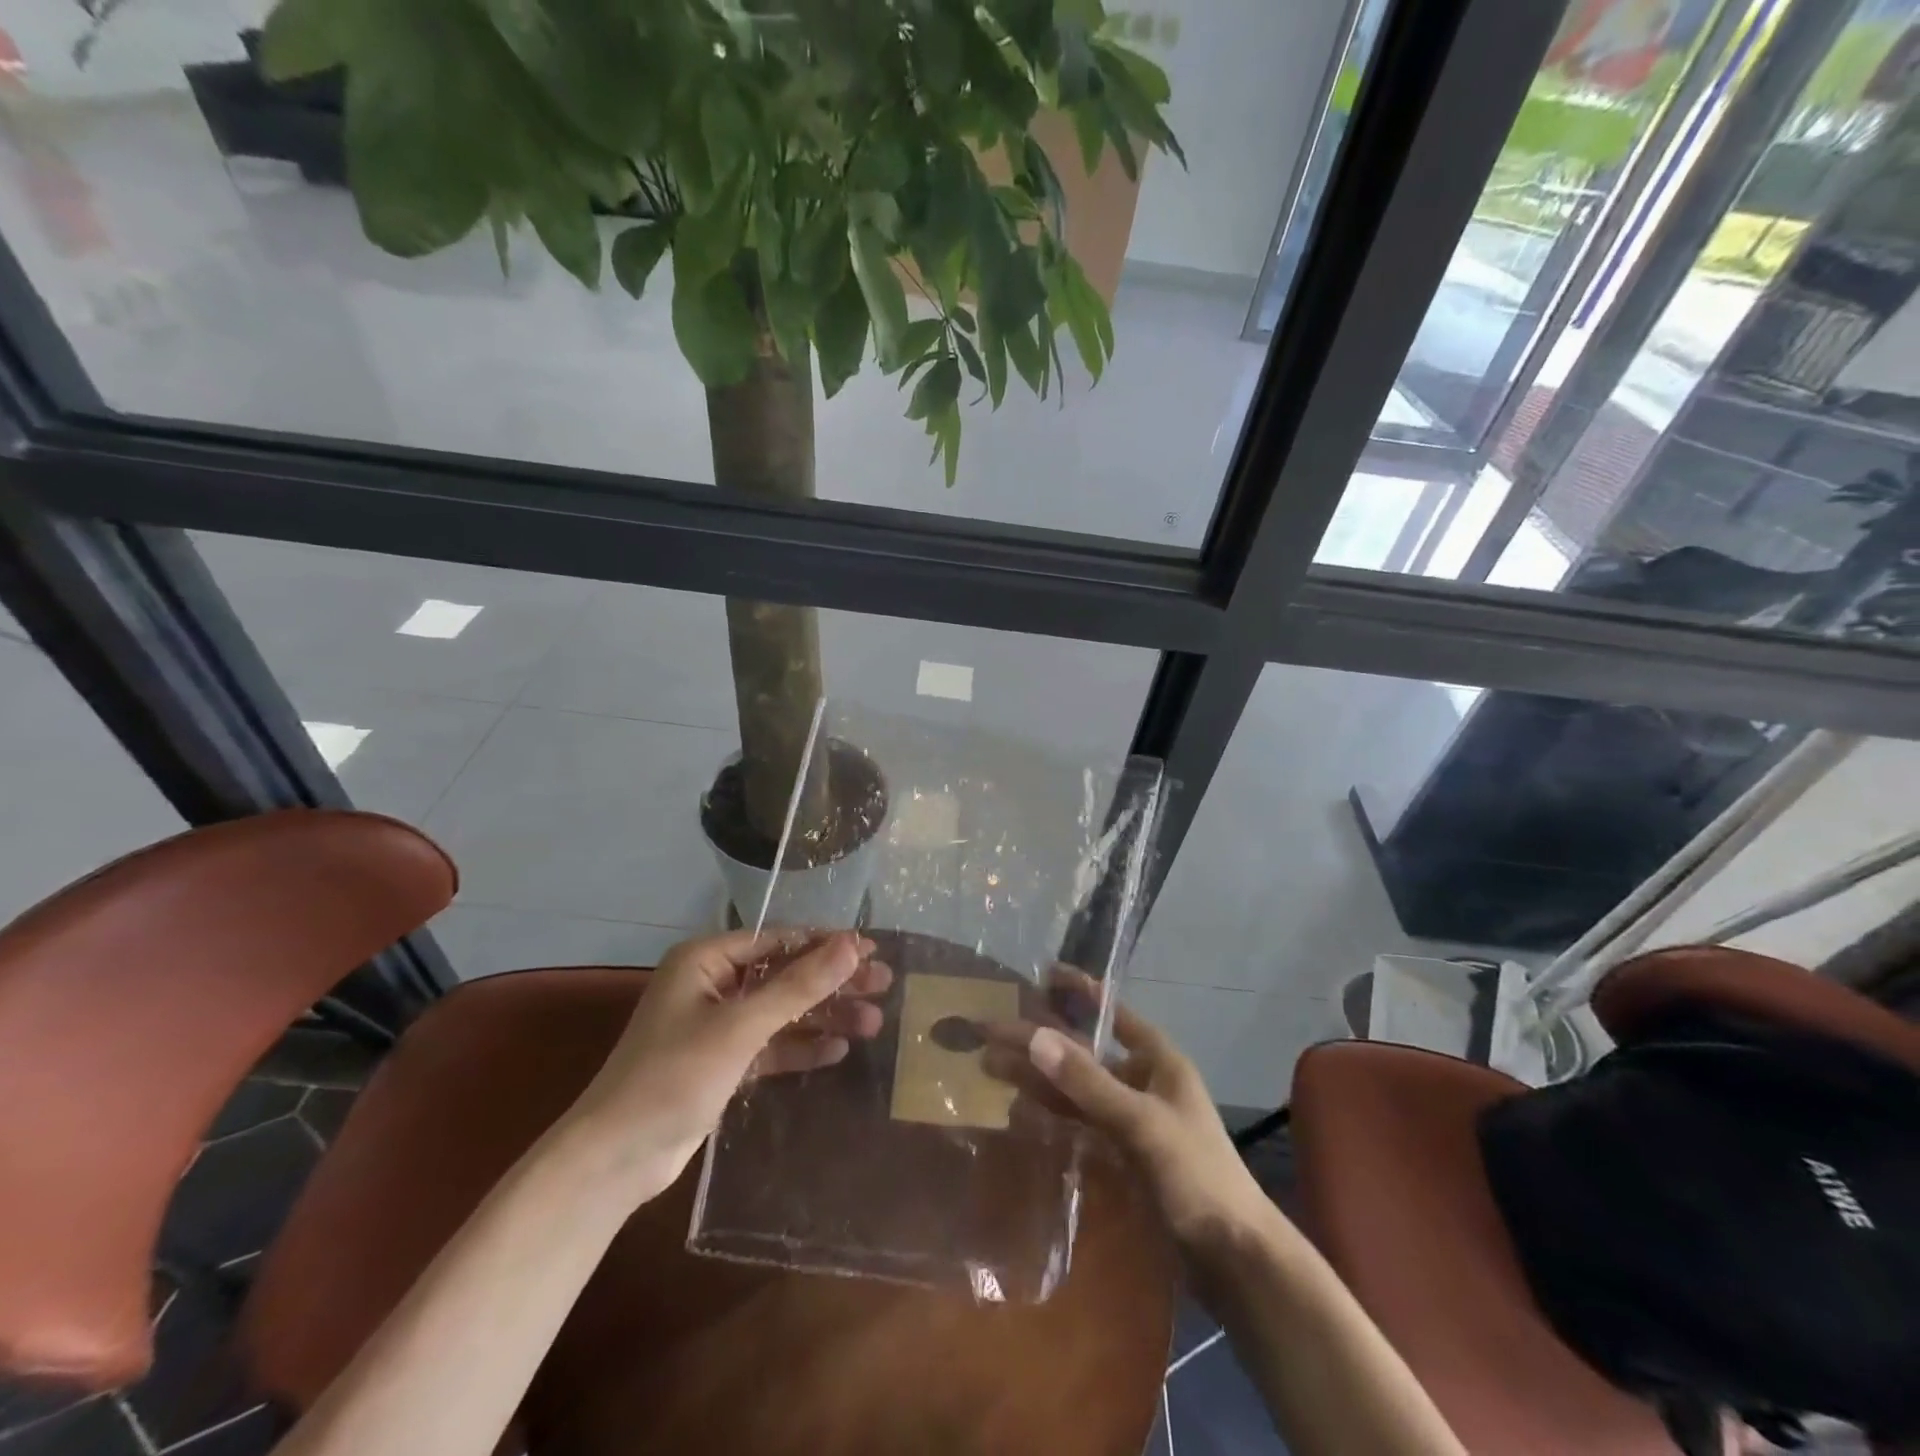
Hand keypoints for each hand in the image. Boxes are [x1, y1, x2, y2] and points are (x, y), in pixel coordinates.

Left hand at [561, 929, 891, 1201]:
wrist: (614, 1160)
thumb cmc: (673, 1076)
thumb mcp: (740, 1026)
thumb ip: (799, 986)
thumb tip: (853, 945)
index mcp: (706, 960)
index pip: (778, 940)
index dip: (826, 944)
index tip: (872, 950)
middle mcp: (711, 985)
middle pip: (784, 975)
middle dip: (832, 982)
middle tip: (883, 984)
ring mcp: (716, 1026)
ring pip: (781, 1012)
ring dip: (824, 1016)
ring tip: (873, 1022)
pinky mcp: (721, 1063)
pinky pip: (771, 1045)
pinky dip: (801, 1047)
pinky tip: (838, 1050)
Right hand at [984, 970, 1267, 1251]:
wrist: (1234, 1260)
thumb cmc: (1197, 1177)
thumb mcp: (1142, 1124)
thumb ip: (1087, 1082)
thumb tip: (1034, 1036)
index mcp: (1158, 1061)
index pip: (1113, 1013)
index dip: (1081, 992)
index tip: (1043, 974)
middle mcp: (1142, 1082)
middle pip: (1083, 1053)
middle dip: (1041, 1041)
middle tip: (991, 1032)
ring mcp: (1132, 1120)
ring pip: (1076, 1089)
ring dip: (1038, 1078)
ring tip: (990, 1066)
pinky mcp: (1123, 1156)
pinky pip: (1079, 1123)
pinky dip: (1052, 1113)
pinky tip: (1020, 1109)